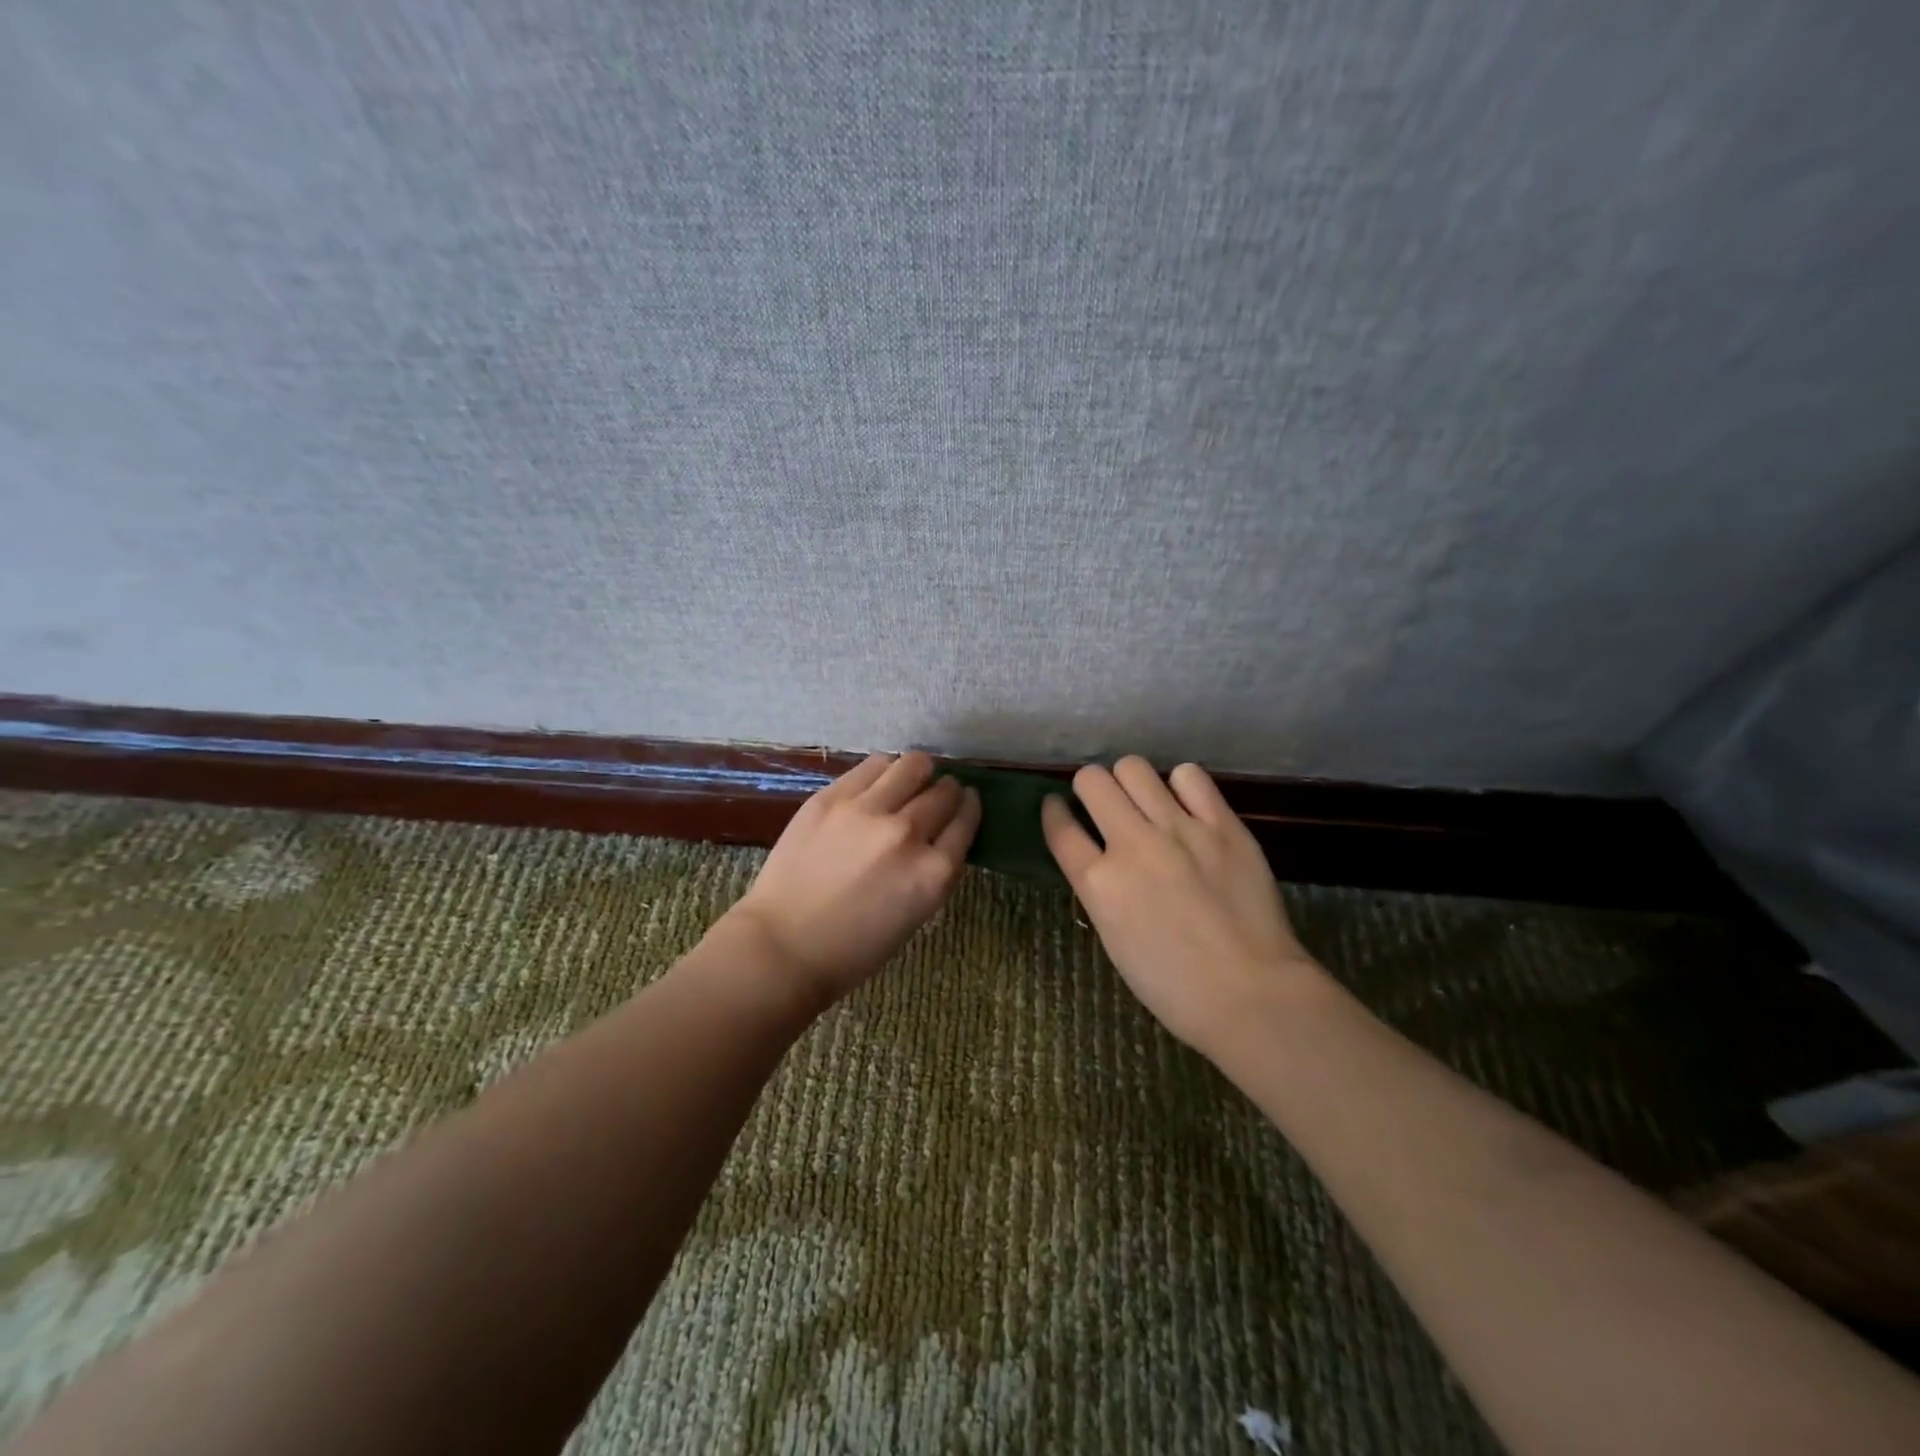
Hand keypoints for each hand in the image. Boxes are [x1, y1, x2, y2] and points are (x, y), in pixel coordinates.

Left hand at [728, 752, 981, 1004]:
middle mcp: (907, 833)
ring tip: (912, 777)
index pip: (966, 822)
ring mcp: (868, 811)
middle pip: (944, 793)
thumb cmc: (853, 949)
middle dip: (948, 790)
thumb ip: (933, 871)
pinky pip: (873, 766)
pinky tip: (881, 779)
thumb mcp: (914, 915)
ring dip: (920, 771)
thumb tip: (939, 836)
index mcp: (933, 873)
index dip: (970, 807)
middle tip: (940, 792)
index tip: (968, 800)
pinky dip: (886, 769)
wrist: (783, 946)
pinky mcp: (833, 797)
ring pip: (913, 766)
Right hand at [1041, 757, 1326, 1052]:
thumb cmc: (1174, 986)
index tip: (1058, 807)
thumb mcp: (1114, 938)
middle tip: (1104, 803)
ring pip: (1134, 767)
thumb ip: (1100, 889)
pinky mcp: (1222, 824)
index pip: (1059, 826)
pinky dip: (1180, 785)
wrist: (1251, 994)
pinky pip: (1189, 776)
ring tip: (1144, 799)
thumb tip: (1100, 857)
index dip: (1053, 811)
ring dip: (1130, 781)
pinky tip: (1186, 804)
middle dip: (1090, 787)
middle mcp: (1131, 845)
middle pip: (1092, 781)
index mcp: (1098, 882)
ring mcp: (1179, 830)